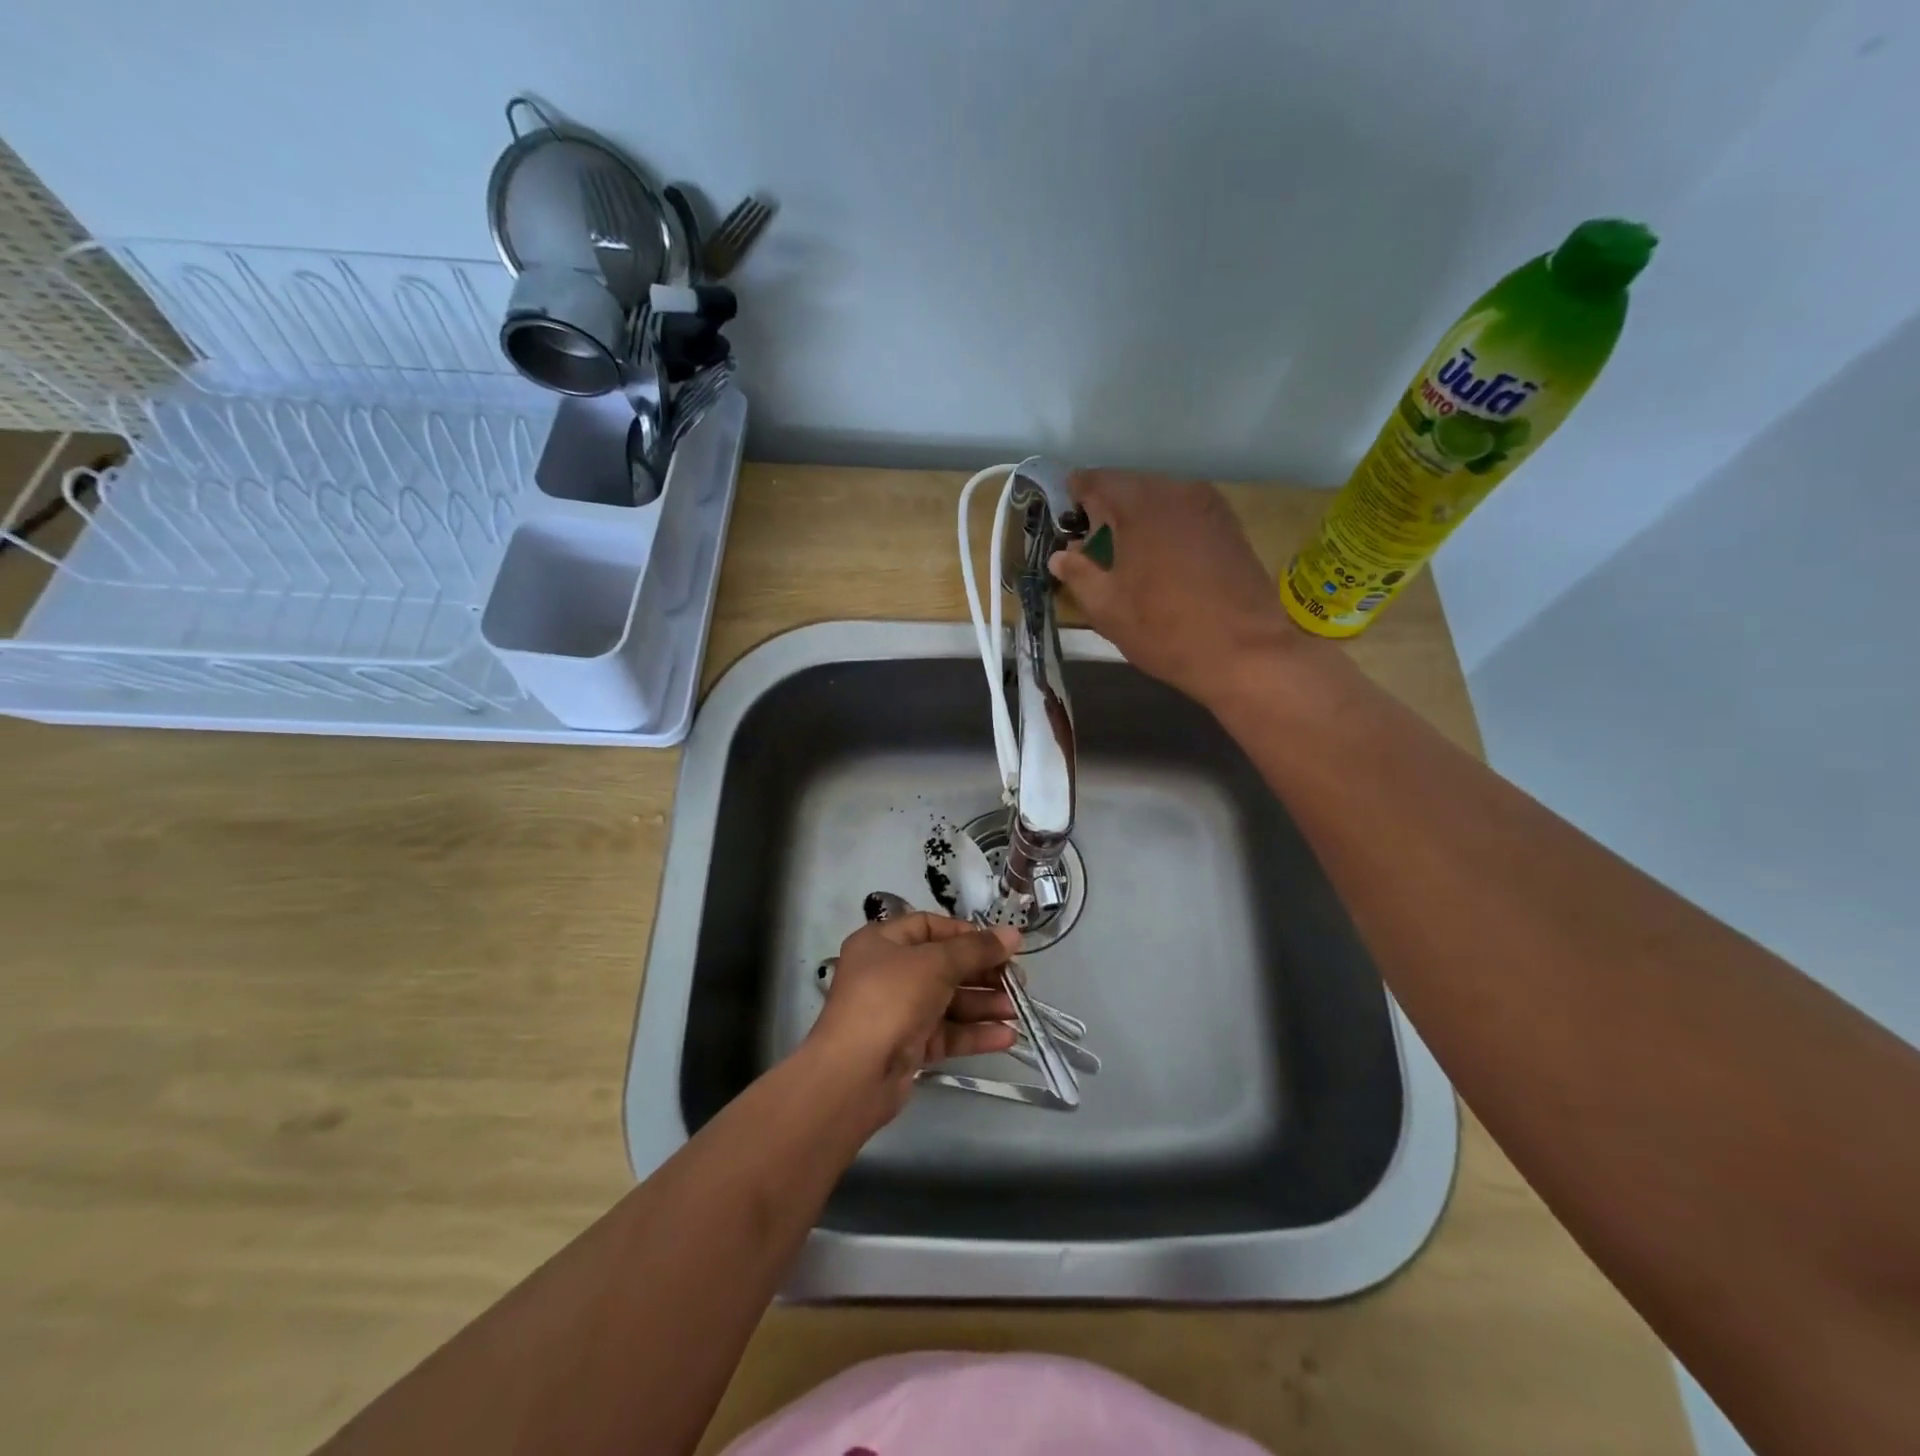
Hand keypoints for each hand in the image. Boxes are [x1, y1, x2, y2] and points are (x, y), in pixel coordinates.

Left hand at [808, 913, 1020, 1122]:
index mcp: (881, 943)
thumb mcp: (935, 964)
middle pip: (943, 965)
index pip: (928, 927)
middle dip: (982, 973)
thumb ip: (976, 949)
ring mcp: (897, 1012)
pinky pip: (946, 1033)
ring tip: (1018, 1010)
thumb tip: (1013, 934)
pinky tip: (1007, 1036)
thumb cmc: (890, 1000)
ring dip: (984, 1004)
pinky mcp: (908, 1047)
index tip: (999, 945)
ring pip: (948, 1001)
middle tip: (1018, 981)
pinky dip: (974, 1033)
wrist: (854, 1075)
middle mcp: (887, 973)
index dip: (965, 934)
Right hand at [1048, 471, 1318, 709]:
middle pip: (1130, 487)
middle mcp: (1176, 491)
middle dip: (1107, 511)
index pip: (1096, 481)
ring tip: (1128, 559)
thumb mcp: (1106, 608)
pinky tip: (1163, 564)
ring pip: (1160, 501)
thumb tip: (1062, 555)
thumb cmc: (1164, 630)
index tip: (1065, 518)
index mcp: (1139, 504)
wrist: (1245, 652)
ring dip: (1139, 521)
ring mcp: (1209, 506)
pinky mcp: (1230, 527)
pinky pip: (1185, 516)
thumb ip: (1078, 574)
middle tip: (1093, 547)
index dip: (1075, 496)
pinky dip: (1167, 529)